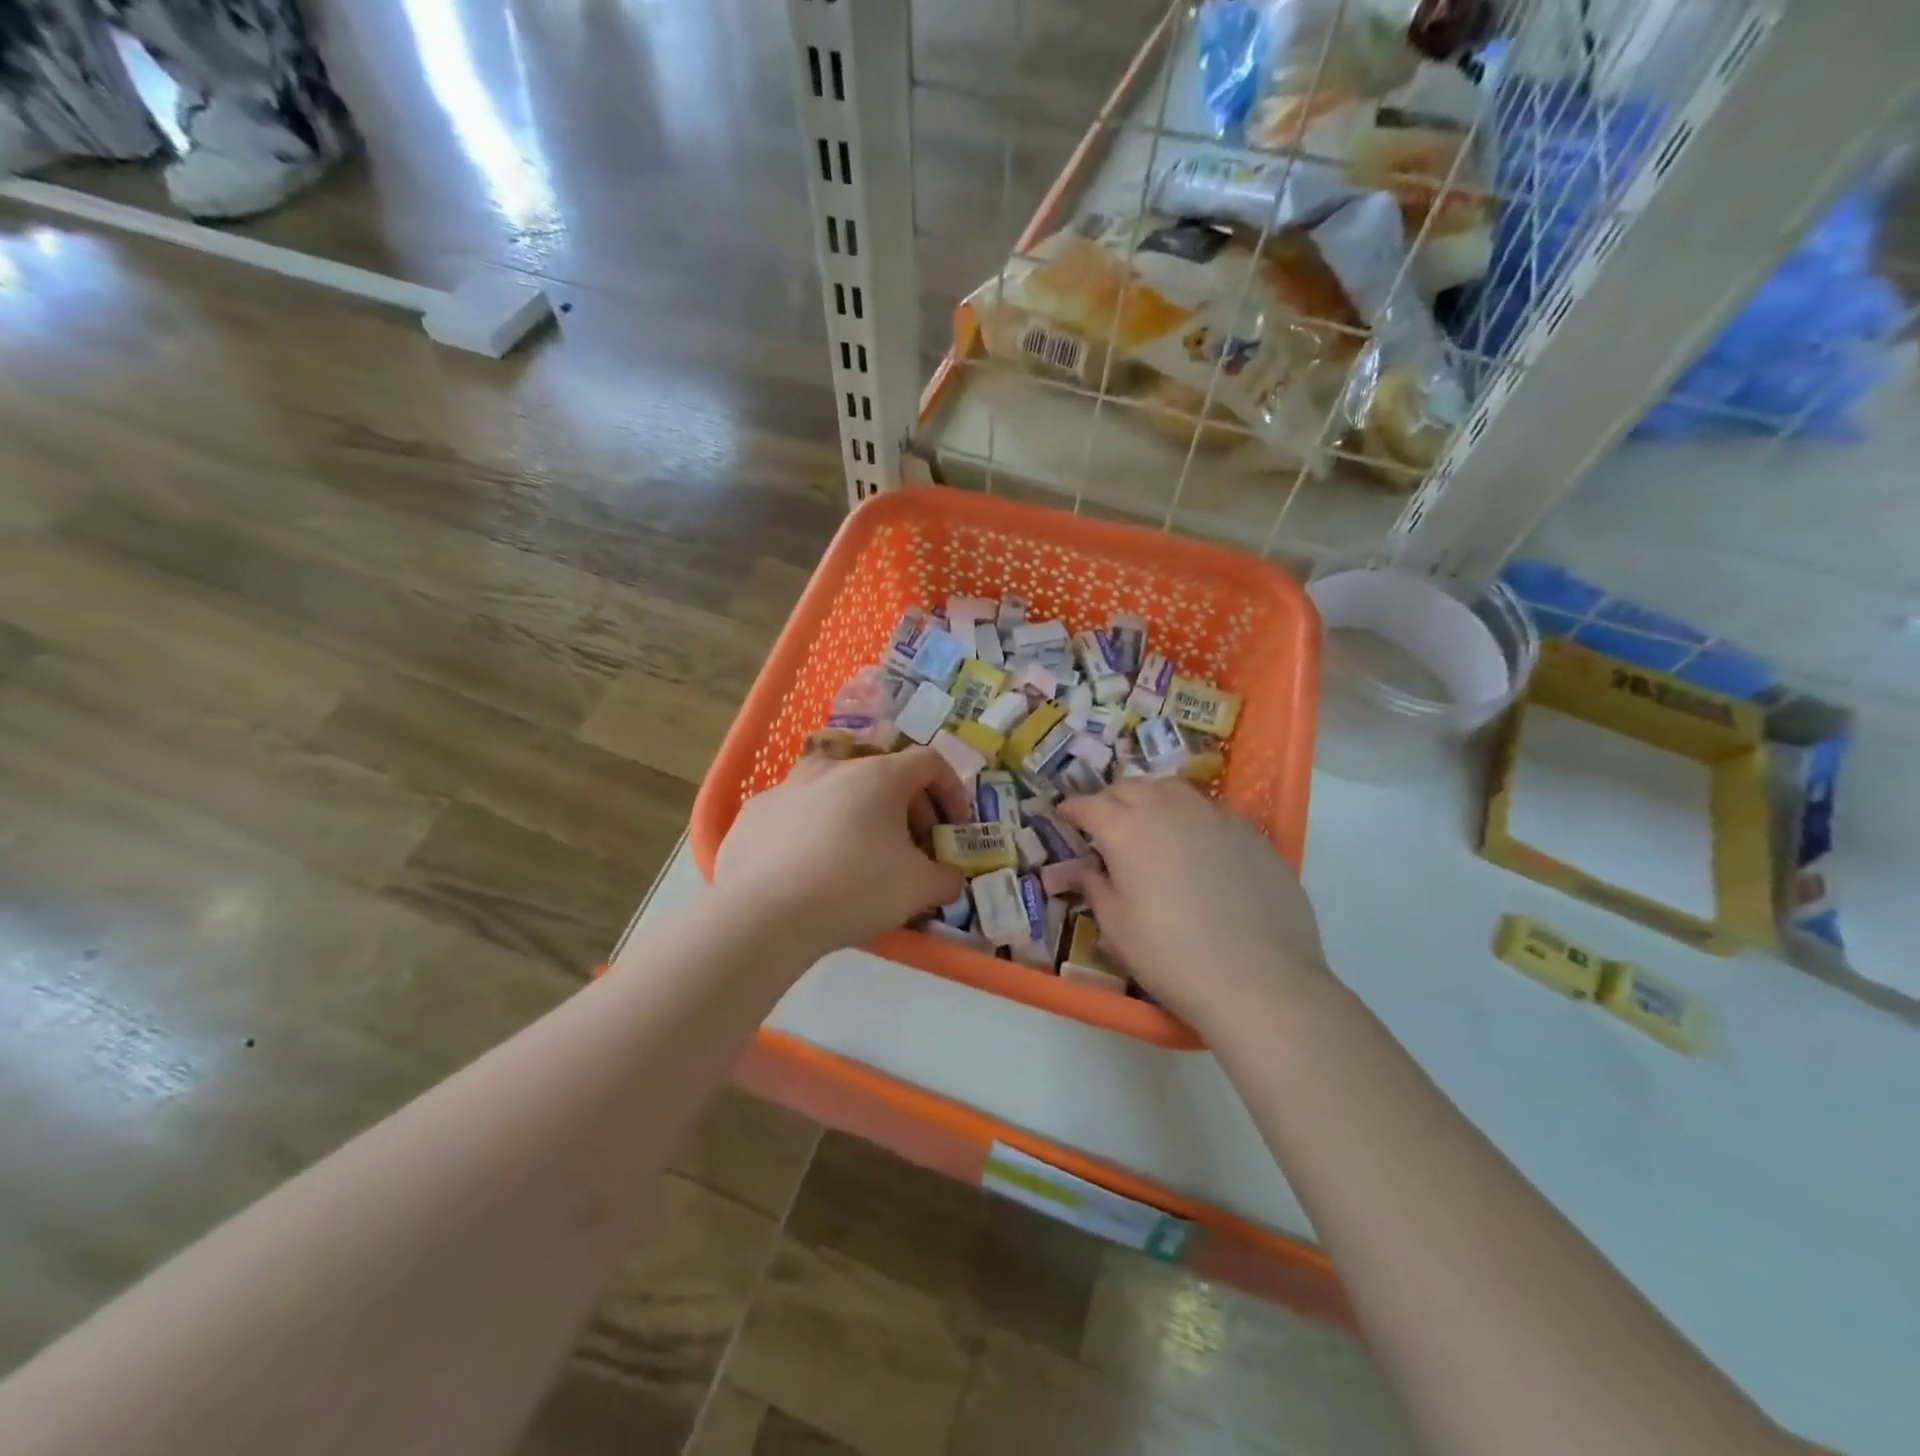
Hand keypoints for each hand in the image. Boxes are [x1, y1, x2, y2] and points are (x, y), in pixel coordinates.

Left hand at [714, 747, 970, 955]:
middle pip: (883, 775)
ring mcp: (787, 787)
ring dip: (857, 816)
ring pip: (835, 792)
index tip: (952, 827)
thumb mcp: (919, 888)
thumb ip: (945, 878)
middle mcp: (833, 768)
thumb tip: (948, 876)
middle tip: (912, 849)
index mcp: (879, 775)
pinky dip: (813, 833)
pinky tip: (809, 870)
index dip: (951, 791)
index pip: (929, 762)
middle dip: (907, 809)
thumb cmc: (855, 887)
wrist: (764, 914)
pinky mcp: (754, 813)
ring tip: (858, 857)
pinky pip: (796, 815)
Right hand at [1056, 778, 1329, 1031]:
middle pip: (1131, 787)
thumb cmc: (1171, 956)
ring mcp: (1214, 816)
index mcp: (1126, 829)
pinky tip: (1196, 843)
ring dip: (1152, 798)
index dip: (1074, 809)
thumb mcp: (1117, 928)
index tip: (1066, 815)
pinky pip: (1209, 810)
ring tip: (1148, 821)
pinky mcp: (1250, 832)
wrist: (1259, 978)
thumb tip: (1081, 870)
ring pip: (1173, 789)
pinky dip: (1190, 816)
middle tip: (1104, 821)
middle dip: (1111, 799)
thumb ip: (1095, 888)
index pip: (1091, 805)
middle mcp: (1168, 809)